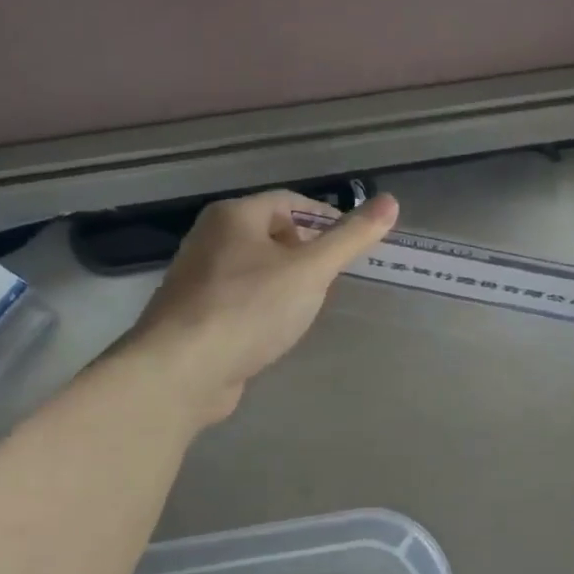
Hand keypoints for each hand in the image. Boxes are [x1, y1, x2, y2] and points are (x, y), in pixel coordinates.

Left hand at [129, 190, 397, 424]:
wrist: (182, 371)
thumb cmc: (249, 308)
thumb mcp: (310, 270)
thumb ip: (350, 238)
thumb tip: (391, 202)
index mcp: (233, 216)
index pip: (289, 202)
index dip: (326, 218)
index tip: (352, 243)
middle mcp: (210, 239)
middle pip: (270, 233)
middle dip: (305, 252)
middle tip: (333, 276)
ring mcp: (198, 279)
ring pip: (254, 269)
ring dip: (285, 281)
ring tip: (311, 303)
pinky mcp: (195, 316)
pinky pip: (239, 299)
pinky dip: (264, 307)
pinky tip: (277, 330)